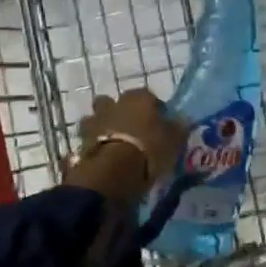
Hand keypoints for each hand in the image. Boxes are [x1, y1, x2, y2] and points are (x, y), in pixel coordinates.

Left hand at [66, 90, 189, 202]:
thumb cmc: (149, 149)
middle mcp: (114, 103)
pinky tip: (101, 157)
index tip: (159, 124)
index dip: (153, 108)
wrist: (114, 171)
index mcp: (138, 98)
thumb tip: (183, 118)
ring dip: (102, 127)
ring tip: (113, 145)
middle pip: (115, 103)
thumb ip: (178, 127)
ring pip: (96, 118)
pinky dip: (93, 145)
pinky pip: (88, 139)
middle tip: (131, 131)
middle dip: (120, 113)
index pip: (148, 95)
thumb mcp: (174, 140)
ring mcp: (95, 121)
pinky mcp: (81, 140)